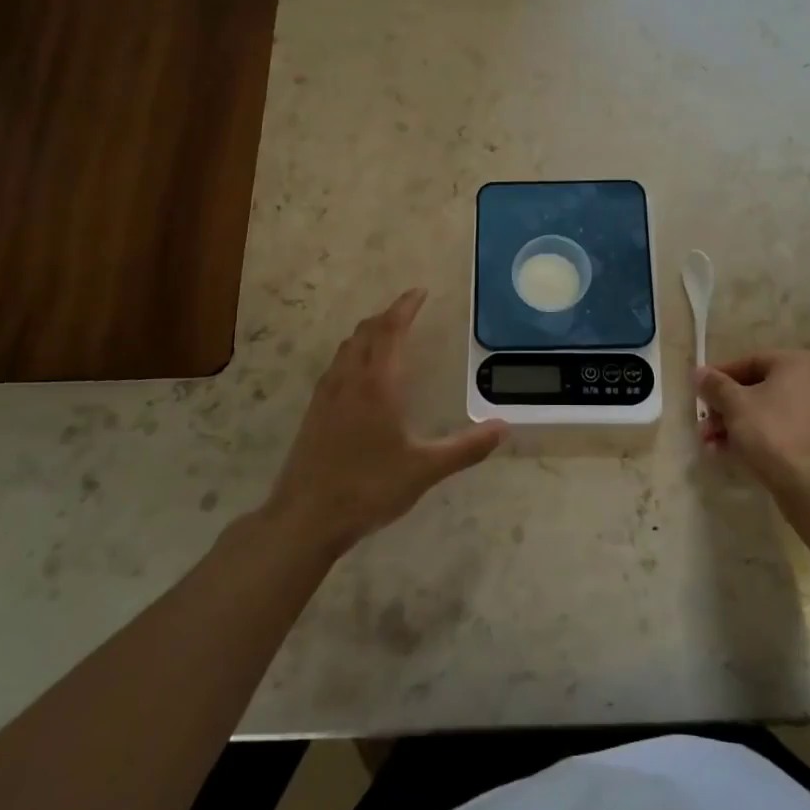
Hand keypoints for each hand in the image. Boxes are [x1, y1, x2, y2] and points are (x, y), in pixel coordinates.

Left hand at [266, 289, 507, 553]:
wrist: (305, 518)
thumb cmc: (368, 488)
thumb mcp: (425, 470)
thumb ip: (466, 448)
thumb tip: (503, 428)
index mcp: (377, 384)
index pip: (391, 330)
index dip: (405, 307)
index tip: (420, 292)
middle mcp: (349, 380)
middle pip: (366, 332)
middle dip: (388, 315)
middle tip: (409, 310)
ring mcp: (327, 395)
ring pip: (347, 347)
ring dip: (368, 333)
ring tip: (387, 335)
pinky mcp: (314, 412)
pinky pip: (336, 366)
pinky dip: (353, 353)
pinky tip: (360, 375)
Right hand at [696, 349, 809, 500]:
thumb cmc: (772, 431)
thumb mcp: (735, 404)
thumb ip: (715, 385)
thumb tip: (700, 373)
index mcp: (799, 363)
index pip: (751, 362)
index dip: (720, 377)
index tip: (700, 392)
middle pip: (759, 390)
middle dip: (726, 408)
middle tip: (703, 425)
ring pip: (769, 413)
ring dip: (736, 425)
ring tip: (710, 443)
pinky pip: (783, 431)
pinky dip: (758, 438)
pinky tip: (730, 454)